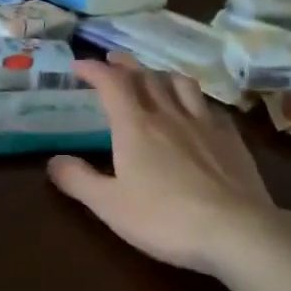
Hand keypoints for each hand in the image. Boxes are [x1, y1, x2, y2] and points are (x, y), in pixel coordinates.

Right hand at [48, 54, 290, 275]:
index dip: (94, 69)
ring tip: (153, 78)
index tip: (79, 66)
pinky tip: (196, 111)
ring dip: (161, 74)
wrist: (237, 231)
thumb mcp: (110, 205)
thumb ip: (78, 180)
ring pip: (180, 84)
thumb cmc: (165, 218)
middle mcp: (169, 114)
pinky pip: (208, 106)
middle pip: (146, 76)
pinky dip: (194, 100)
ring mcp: (204, 123)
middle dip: (125, 65)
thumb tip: (53, 161)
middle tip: (112, 60)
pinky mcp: (231, 138)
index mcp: (135, 126)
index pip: (111, 83)